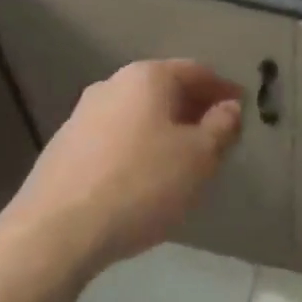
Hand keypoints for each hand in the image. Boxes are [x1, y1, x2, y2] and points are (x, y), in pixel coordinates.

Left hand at [3, 59, 243, 275]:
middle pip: (164, 90)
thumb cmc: (142, 184)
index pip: (196, 71)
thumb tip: (229, 108)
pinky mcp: (64, 148)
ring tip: (184, 160)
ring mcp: (82, 116)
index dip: (224, 89)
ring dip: (165, 129)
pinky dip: (139, 147)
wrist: (57, 230)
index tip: (243, 108)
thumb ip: (222, 127)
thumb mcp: (200, 157)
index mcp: (147, 77)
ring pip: (138, 114)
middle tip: (217, 135)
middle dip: (194, 109)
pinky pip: (116, 138)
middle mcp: (111, 85)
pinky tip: (146, 177)